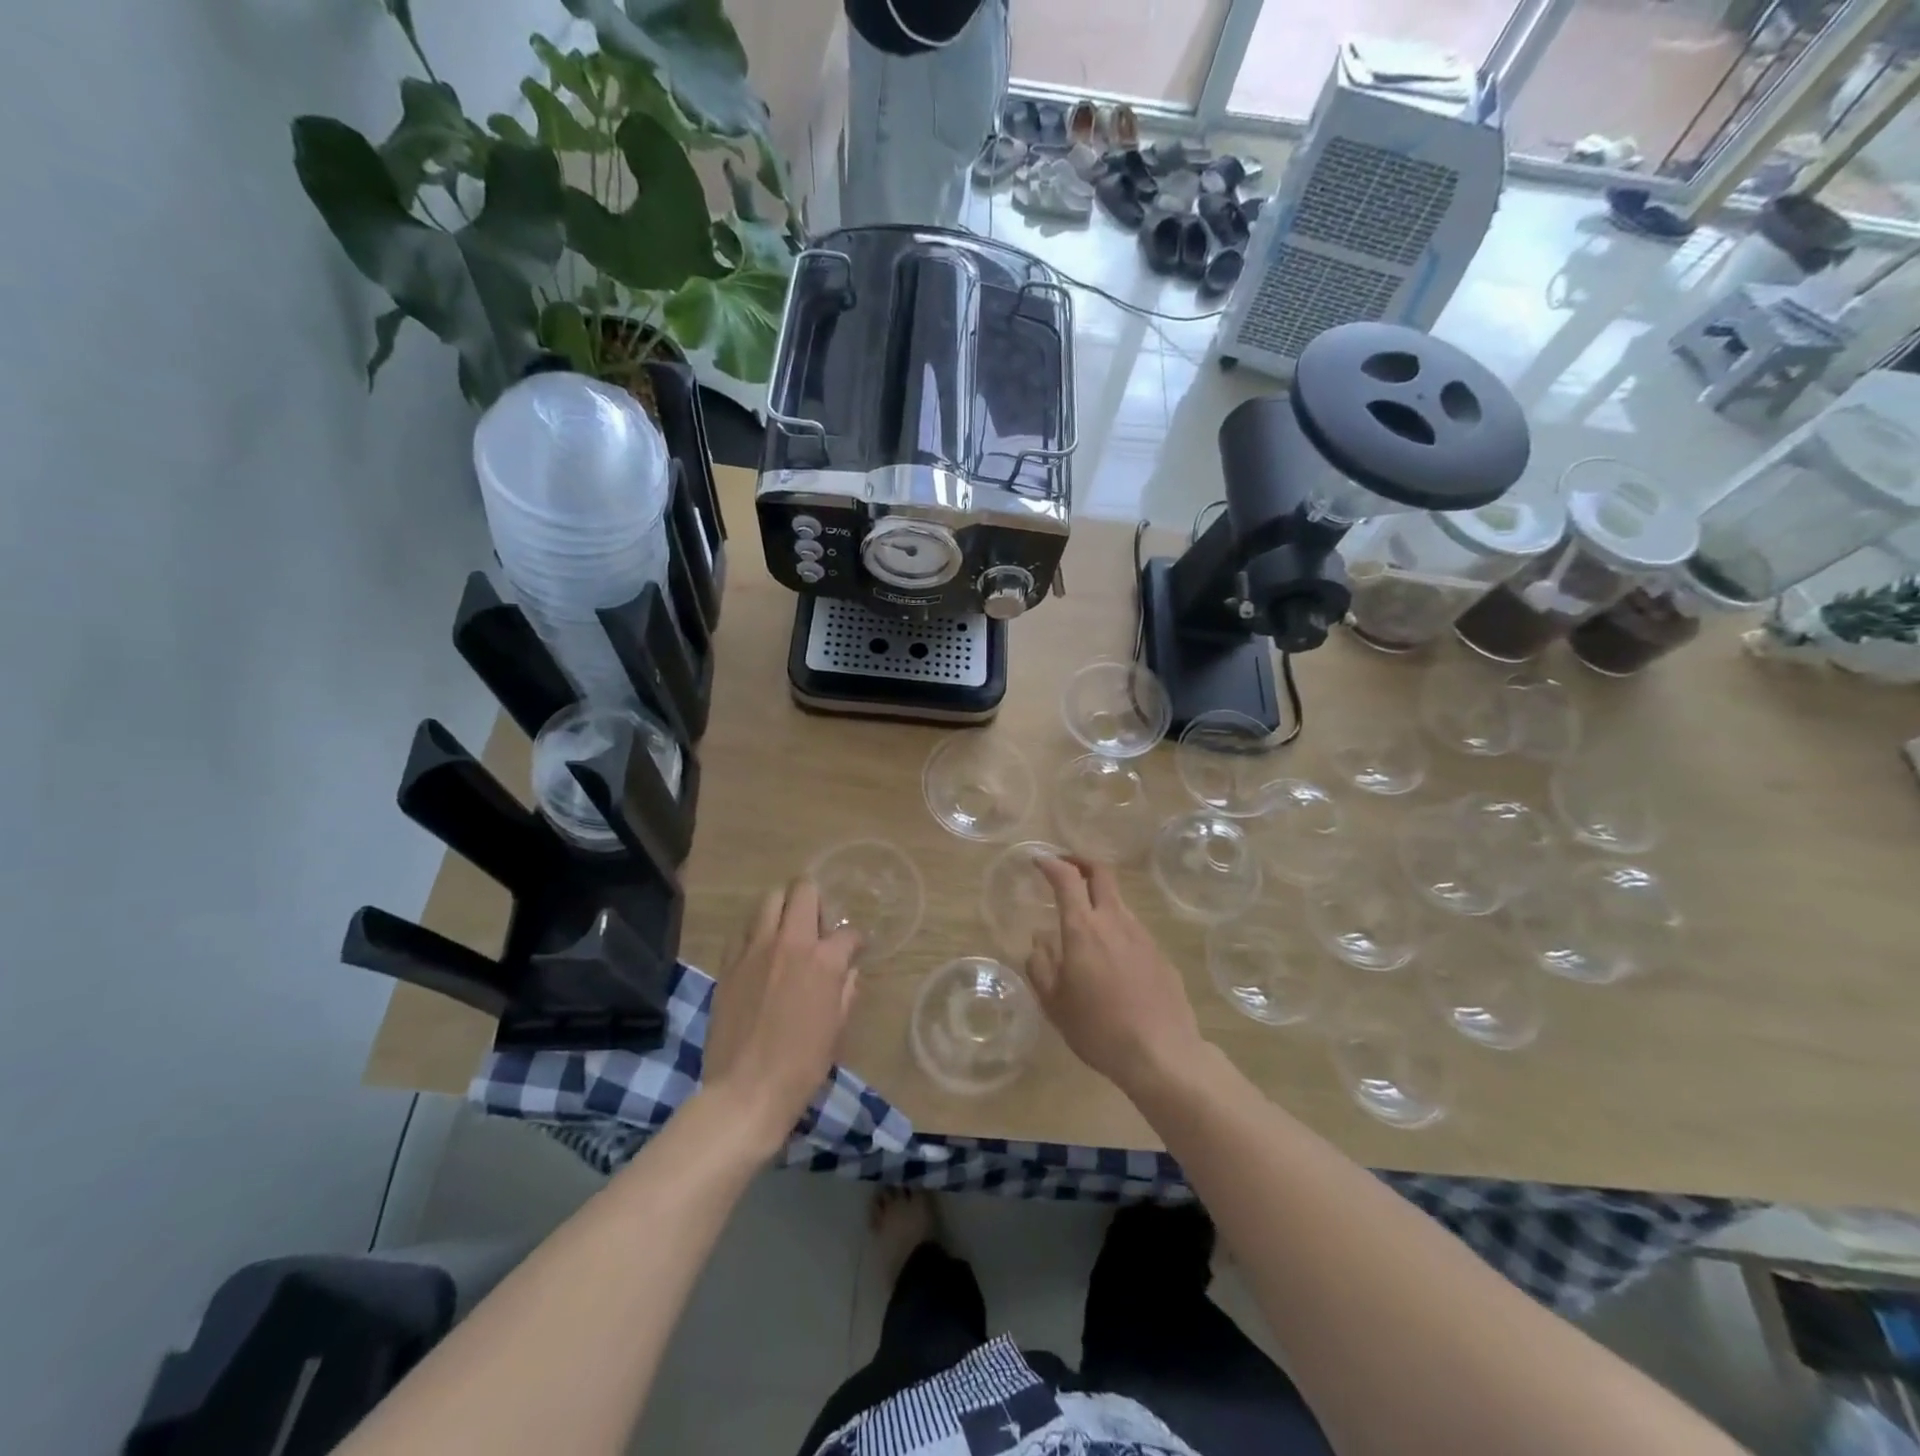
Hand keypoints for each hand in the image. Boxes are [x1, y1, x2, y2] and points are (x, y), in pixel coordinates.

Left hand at [703, 879, 860, 1152]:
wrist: (746, 1091)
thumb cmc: (802, 1065)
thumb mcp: (837, 1029)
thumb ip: (846, 991)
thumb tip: (848, 973)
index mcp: (823, 960)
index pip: (848, 933)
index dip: (855, 941)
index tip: (854, 951)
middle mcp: (790, 943)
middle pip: (803, 891)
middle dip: (815, 898)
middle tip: (817, 923)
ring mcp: (755, 950)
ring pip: (769, 900)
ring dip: (783, 908)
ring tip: (787, 930)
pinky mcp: (729, 964)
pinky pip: (743, 932)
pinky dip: (755, 934)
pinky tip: (760, 954)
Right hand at [1026, 856, 1203, 1094]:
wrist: (1161, 1054)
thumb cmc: (1098, 1029)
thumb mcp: (1054, 1003)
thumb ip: (1040, 966)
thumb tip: (1039, 941)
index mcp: (1083, 929)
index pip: (1067, 878)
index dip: (1052, 863)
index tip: (1039, 860)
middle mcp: (1115, 921)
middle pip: (1101, 873)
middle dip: (1081, 862)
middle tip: (1066, 869)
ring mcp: (1143, 935)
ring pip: (1118, 902)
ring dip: (1099, 900)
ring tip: (1085, 925)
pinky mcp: (1161, 954)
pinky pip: (1133, 930)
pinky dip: (1117, 930)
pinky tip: (1112, 961)